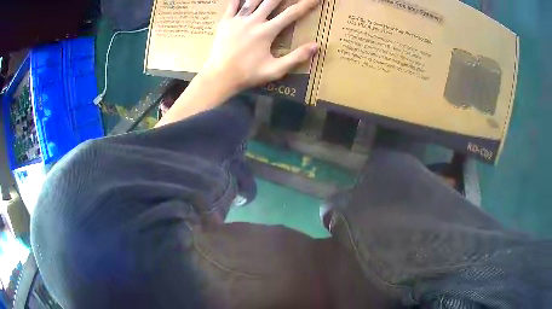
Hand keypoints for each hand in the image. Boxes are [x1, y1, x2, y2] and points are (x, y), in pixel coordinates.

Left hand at [202, 0, 319, 92]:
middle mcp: (254, 21)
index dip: (306, 4)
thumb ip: (296, 57)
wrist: (219, 77)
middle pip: (272, 1)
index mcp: (267, 31)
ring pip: (252, 0)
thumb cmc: (248, 74)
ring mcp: (238, 20)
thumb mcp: (275, 70)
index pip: (291, 13)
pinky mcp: (225, 22)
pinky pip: (232, 5)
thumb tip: (316, 46)